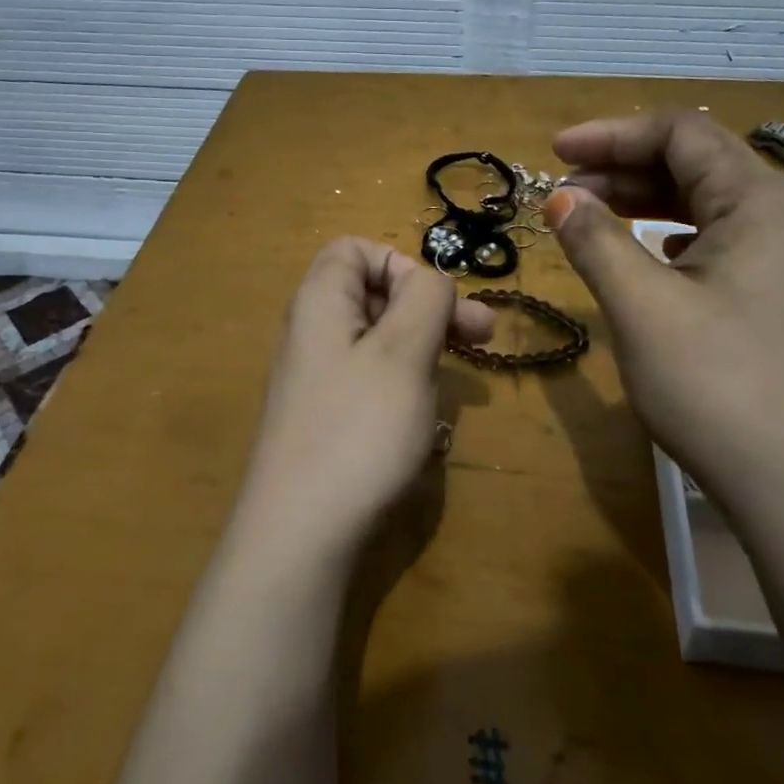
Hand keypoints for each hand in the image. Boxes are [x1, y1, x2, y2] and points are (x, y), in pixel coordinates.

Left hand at [236, 238, 494, 559]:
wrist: (300, 534)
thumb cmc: (358, 430)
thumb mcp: (404, 352)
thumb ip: (425, 299)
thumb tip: (432, 280)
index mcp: (320, 302)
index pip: (355, 249)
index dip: (401, 263)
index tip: (436, 302)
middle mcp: (311, 332)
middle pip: (372, 294)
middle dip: (430, 308)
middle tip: (484, 336)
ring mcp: (315, 379)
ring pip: (378, 341)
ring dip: (424, 348)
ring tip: (459, 378)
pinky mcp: (325, 419)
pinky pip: (370, 381)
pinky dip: (404, 385)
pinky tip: (426, 416)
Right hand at [547, 112, 783, 493]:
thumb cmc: (718, 384)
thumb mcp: (642, 306)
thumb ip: (596, 240)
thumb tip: (560, 198)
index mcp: (755, 200)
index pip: (679, 133)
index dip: (611, 134)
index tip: (554, 152)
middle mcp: (776, 216)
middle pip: (692, 162)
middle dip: (621, 167)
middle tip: (561, 192)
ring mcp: (780, 259)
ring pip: (702, 203)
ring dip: (640, 201)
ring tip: (587, 218)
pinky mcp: (771, 296)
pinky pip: (712, 240)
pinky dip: (666, 235)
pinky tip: (644, 254)